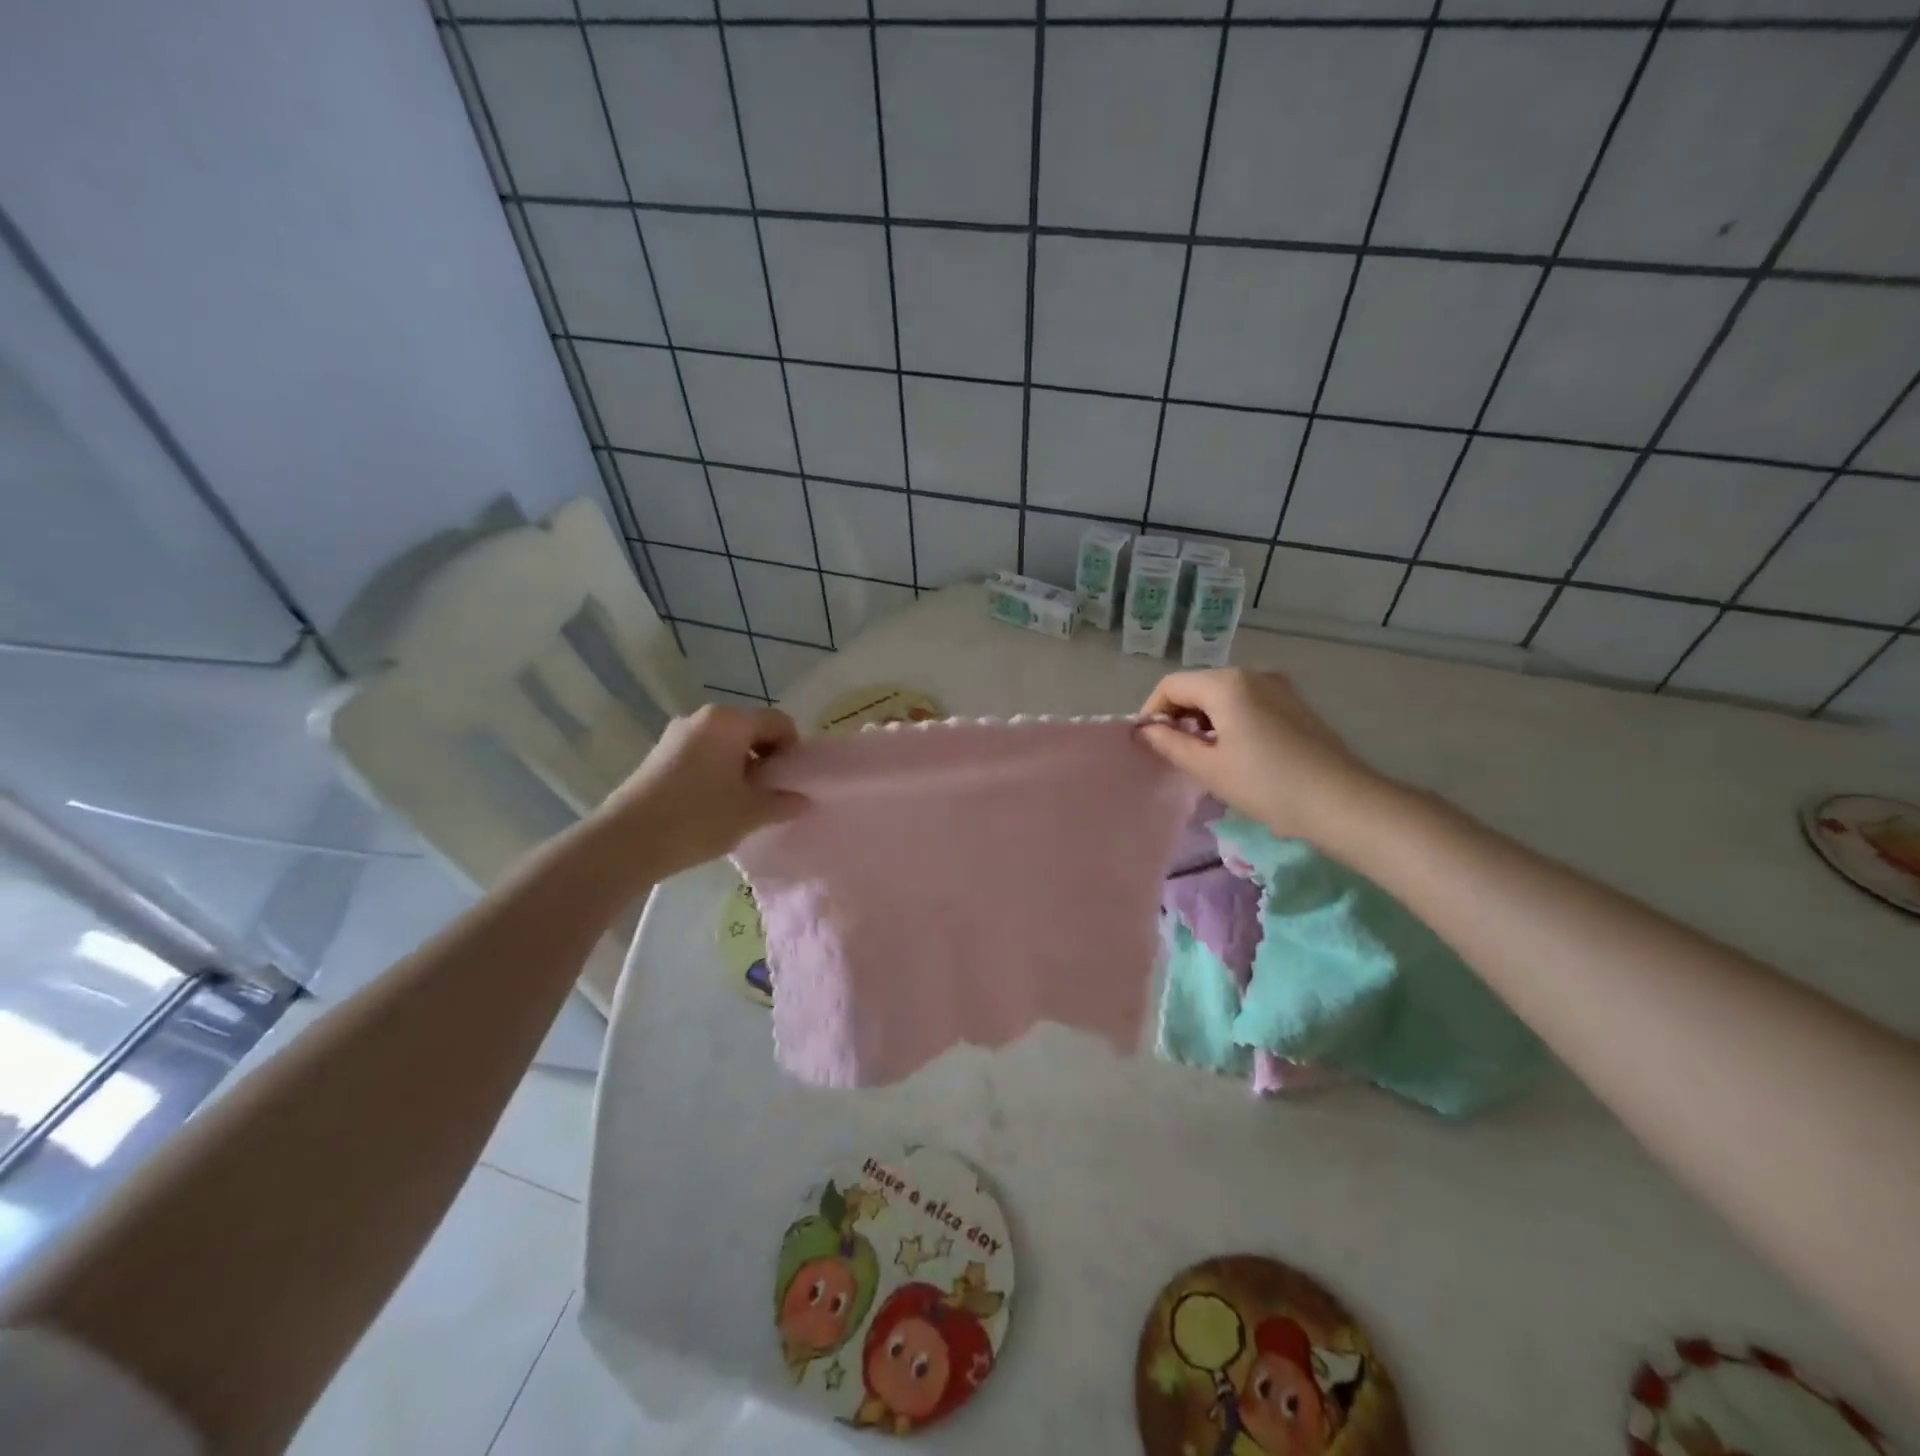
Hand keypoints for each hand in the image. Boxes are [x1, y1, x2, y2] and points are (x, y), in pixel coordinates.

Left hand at [594, 704, 805, 879]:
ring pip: (725, 743)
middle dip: (767, 757)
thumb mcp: (751, 813)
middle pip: (750, 729)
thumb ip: (783, 802)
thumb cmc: (698, 818)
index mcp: (729, 721)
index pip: (778, 722)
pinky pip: (702, 754)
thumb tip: (801, 800)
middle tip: (770, 793)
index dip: (793, 749)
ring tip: (742, 802)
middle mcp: (702, 718)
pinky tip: (713, 804)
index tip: (792, 781)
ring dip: (741, 766)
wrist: (627, 841)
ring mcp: (676, 735)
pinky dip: (717, 771)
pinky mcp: (659, 755)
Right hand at [1137, 669, 1387, 845]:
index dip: (1152, 710)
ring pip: (1223, 694)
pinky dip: (1230, 718)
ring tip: (1204, 755)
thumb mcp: (1208, 767)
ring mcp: (1277, 685)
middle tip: (1174, 752)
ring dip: (1204, 718)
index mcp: (1226, 683)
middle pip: (1198, 686)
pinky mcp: (1294, 702)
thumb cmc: (1265, 784)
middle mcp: (1251, 673)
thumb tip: (1147, 730)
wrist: (1340, 801)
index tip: (1149, 742)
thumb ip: (1170, 743)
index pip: (1172, 685)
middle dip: (1179, 715)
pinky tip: (1235, 751)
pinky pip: (1247, 701)